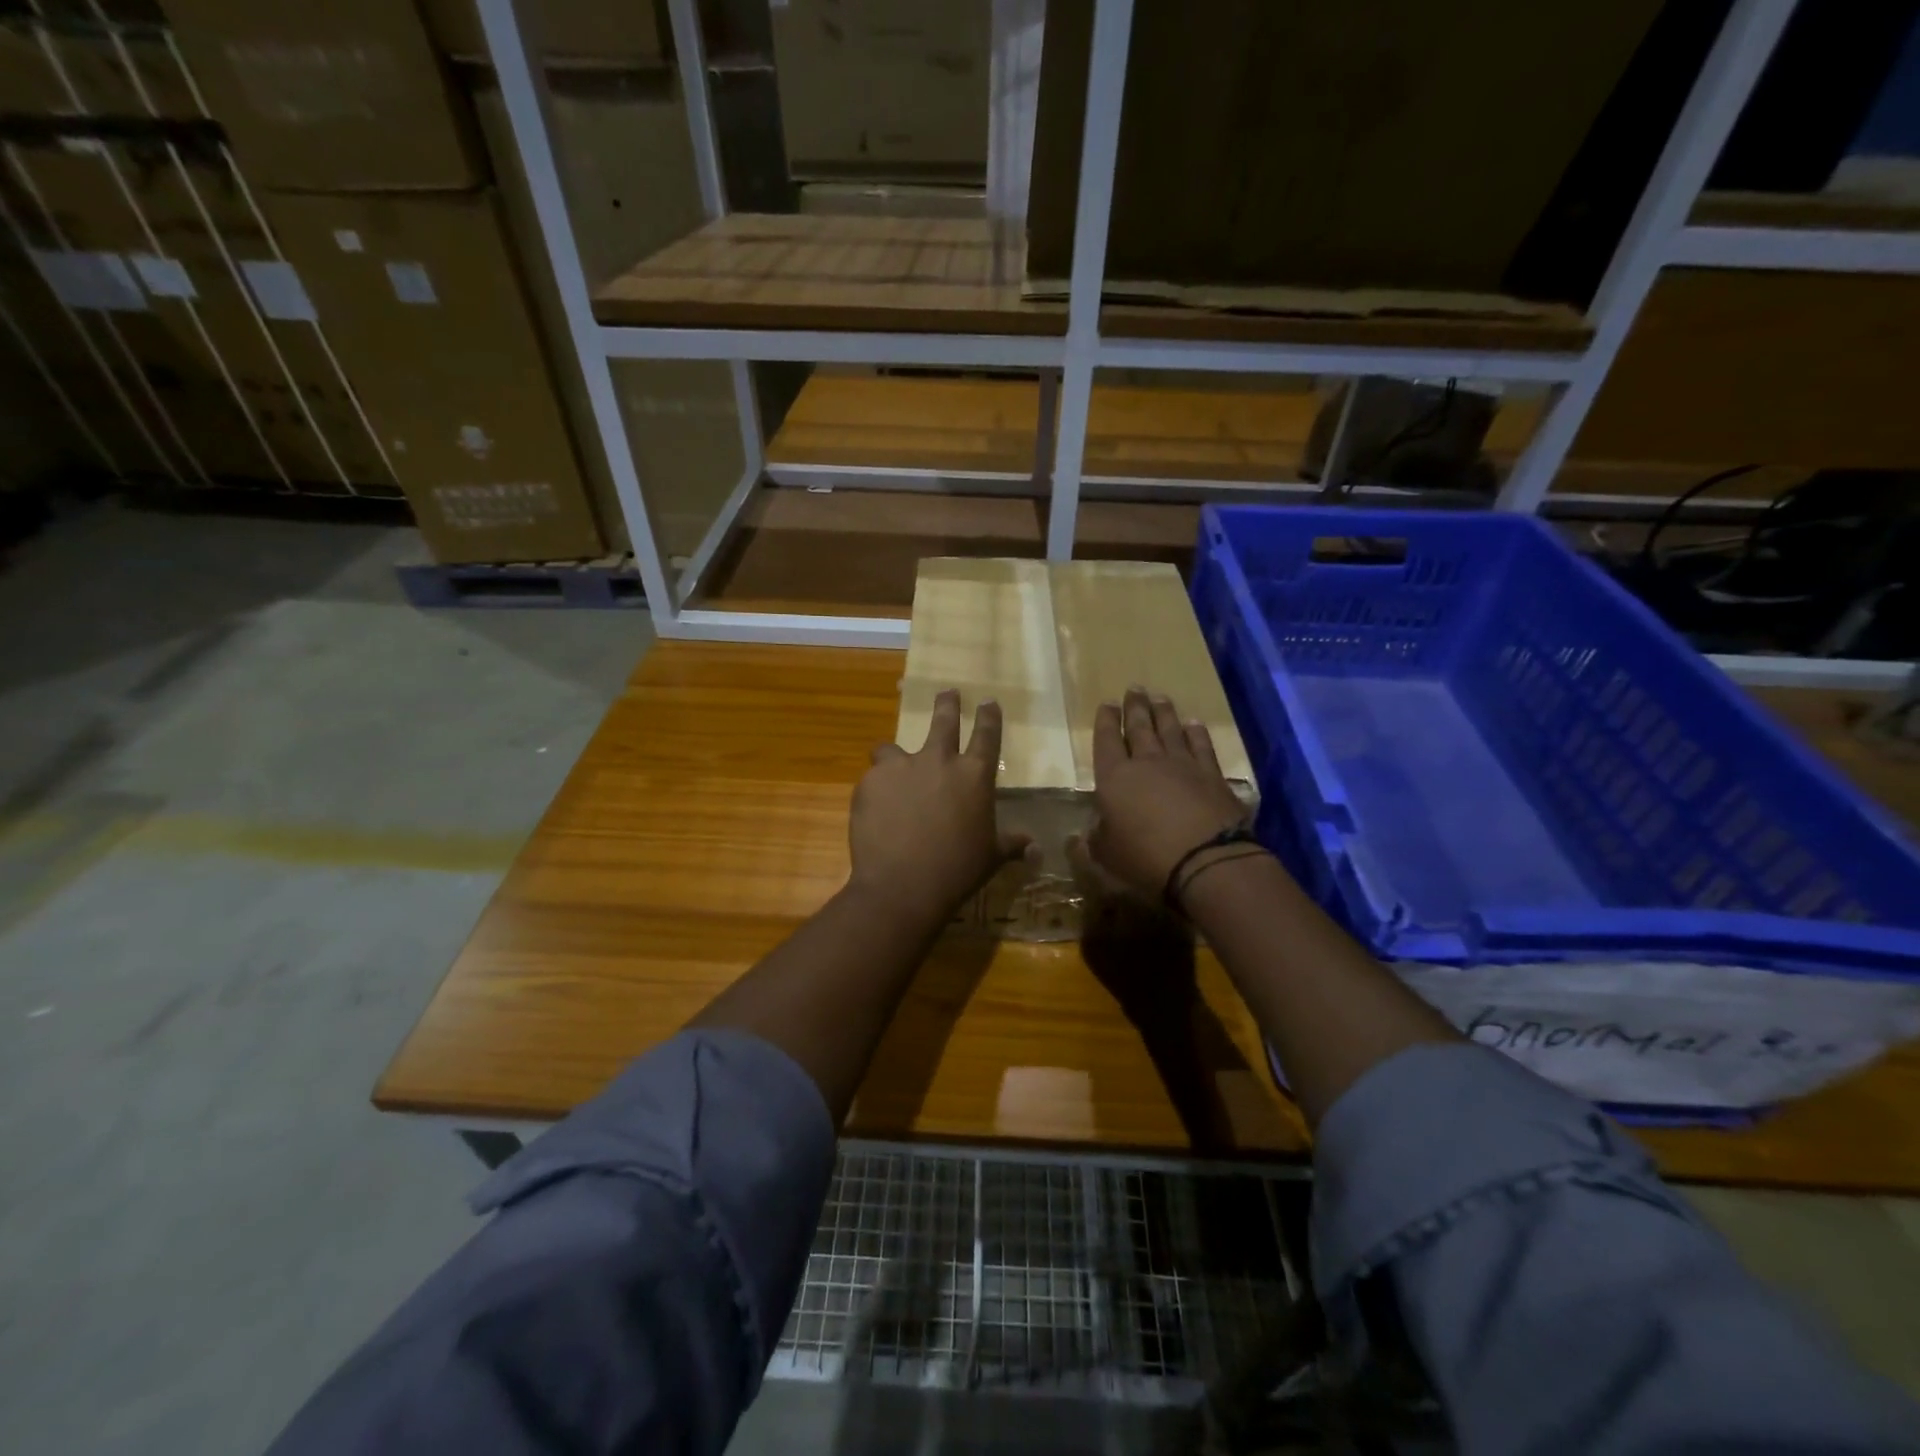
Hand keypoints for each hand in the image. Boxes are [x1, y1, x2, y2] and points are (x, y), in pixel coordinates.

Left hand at [850, 690, 1030, 926]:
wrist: (903, 885)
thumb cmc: (958, 870)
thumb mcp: (991, 857)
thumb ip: (1012, 844)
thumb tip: (1036, 848)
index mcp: (974, 775)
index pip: (987, 734)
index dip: (989, 716)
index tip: (988, 702)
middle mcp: (938, 761)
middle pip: (944, 721)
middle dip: (947, 704)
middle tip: (947, 693)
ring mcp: (901, 768)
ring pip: (892, 747)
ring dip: (894, 755)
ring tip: (890, 764)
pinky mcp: (870, 781)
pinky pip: (872, 777)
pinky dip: (875, 789)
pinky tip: (875, 809)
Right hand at [1085, 687, 1250, 900]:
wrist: (1206, 861)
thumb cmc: (1145, 858)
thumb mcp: (1106, 856)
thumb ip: (1093, 842)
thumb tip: (1081, 836)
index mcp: (1114, 778)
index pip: (1106, 740)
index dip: (1105, 721)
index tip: (1107, 703)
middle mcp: (1147, 762)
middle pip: (1139, 727)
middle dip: (1135, 707)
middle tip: (1134, 688)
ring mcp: (1183, 765)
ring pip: (1170, 730)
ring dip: (1164, 713)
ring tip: (1160, 697)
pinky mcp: (1212, 776)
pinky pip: (1202, 746)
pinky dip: (1196, 733)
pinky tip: (1194, 724)